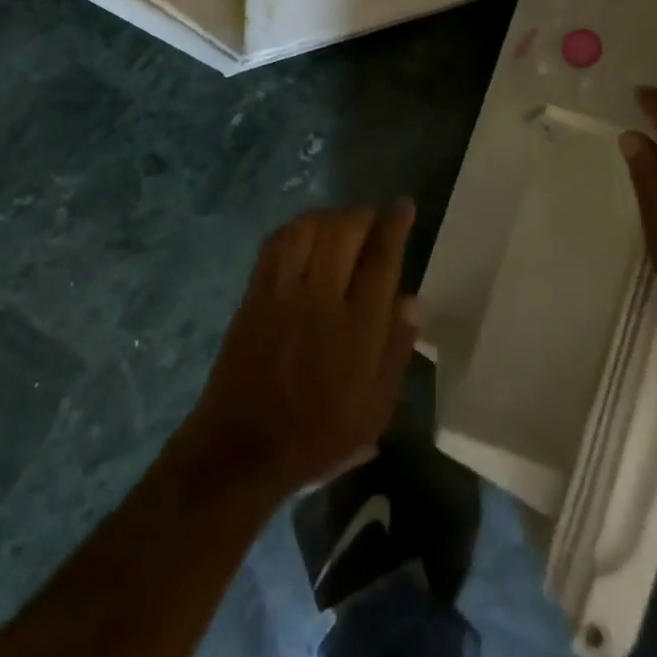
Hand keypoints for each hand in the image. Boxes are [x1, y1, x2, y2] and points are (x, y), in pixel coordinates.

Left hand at [185, 202, 419, 497]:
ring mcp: (283, 292)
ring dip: (330, 217)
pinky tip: (305, 234)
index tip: (403, 206)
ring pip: (309, 229)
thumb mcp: (374, 408)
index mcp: (357, 328)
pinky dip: (295, 228)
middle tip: (373, 220)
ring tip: (341, 225)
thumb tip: (414, 300)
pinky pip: (276, 243)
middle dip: (363, 216)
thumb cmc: (318, 435)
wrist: (243, 449)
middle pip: (345, 231)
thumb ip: (396, 349)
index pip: (381, 259)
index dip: (395, 225)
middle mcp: (321, 298)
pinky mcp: (255, 293)